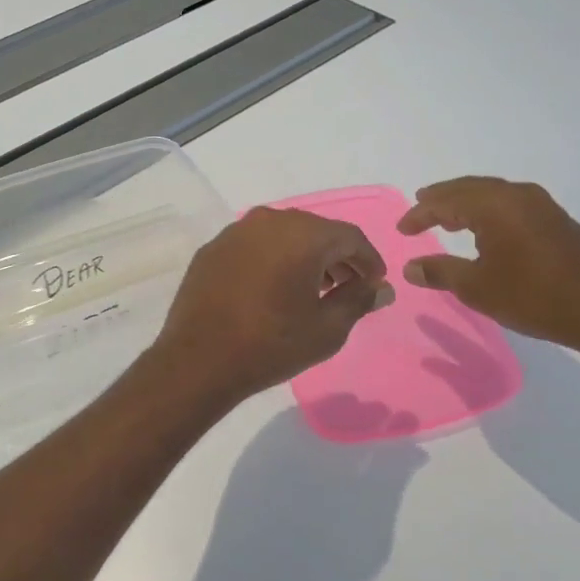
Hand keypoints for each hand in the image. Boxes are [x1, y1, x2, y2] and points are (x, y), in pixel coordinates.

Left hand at [151, 208, 392, 403]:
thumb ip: (359, 300)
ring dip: (304, 256)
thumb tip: (381, 287)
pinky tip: (273, 289)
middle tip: (347, 287)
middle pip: (316, 231)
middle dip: (337, 257)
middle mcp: (269, 221)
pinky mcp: (213, 248)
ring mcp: (236, 231)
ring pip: (283, 235)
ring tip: (313, 290)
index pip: (350, 237)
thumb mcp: (327, 328)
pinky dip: (272, 259)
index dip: (369, 260)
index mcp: (302, 234)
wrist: (199, 360)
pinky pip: (254, 246)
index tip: (375, 284)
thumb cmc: (272, 344)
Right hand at [397, 177, 579, 360]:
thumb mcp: (477, 288)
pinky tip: (485, 227)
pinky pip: (509, 202)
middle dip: (441, 198)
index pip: (444, 202)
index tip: (402, 229)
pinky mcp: (556, 219)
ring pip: (491, 193)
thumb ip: (440, 272)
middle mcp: (516, 194)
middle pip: (468, 188)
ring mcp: (540, 204)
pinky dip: (488, 209)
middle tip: (420, 205)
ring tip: (447, 215)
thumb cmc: (534, 297)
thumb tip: (410, 268)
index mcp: (492, 205)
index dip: (419, 215)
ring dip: (465, 202)